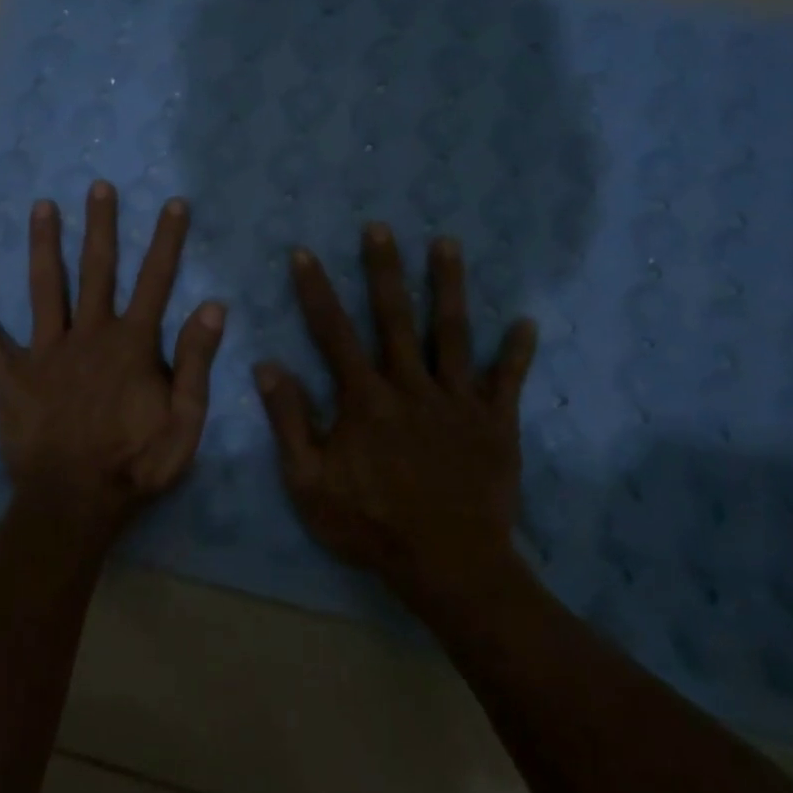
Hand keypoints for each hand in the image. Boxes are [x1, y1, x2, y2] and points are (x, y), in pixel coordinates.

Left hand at [0, 181, 226, 535]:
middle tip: (98, 186)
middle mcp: (89, 334)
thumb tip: (212, 305)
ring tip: (40, 206)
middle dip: (100, 226)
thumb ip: (195, 361)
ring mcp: (47, 352)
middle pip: (97, 269)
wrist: (75, 502)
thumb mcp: (185, 420)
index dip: (167, 241)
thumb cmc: (136, 463)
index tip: (174, 203)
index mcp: (131, 343)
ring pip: (46, 287)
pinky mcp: (13, 376)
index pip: (155, 281)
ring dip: (45, 245)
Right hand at [254, 224, 538, 617]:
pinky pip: (506, 380)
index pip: (333, 333)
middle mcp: (410, 386)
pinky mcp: (494, 423)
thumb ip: (289, 421)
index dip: (316, 291)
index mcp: (364, 399)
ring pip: (453, 333)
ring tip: (448, 243)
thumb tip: (266, 366)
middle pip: (395, 317)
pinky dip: (516, 352)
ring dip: (449, 286)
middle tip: (381, 227)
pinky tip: (526, 322)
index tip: (304, 253)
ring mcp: (457, 401)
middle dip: (384, 269)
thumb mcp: (309, 482)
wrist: (448, 565)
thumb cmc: (371, 525)